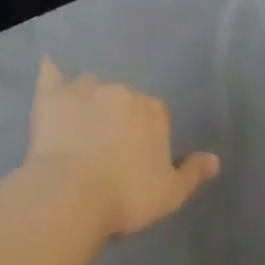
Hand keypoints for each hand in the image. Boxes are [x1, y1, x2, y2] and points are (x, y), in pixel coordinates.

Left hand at [25, 58, 219, 238]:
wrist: (71, 196)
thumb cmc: (125, 197)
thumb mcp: (170, 194)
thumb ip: (192, 173)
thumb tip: (214, 158)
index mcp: (152, 111)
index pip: (156, 116)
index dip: (147, 137)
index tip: (137, 161)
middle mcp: (122, 91)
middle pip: (123, 99)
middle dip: (118, 117)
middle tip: (107, 150)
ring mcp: (85, 90)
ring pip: (91, 87)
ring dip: (89, 100)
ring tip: (79, 127)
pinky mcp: (52, 97)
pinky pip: (52, 74)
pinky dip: (52, 71)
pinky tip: (50, 66)